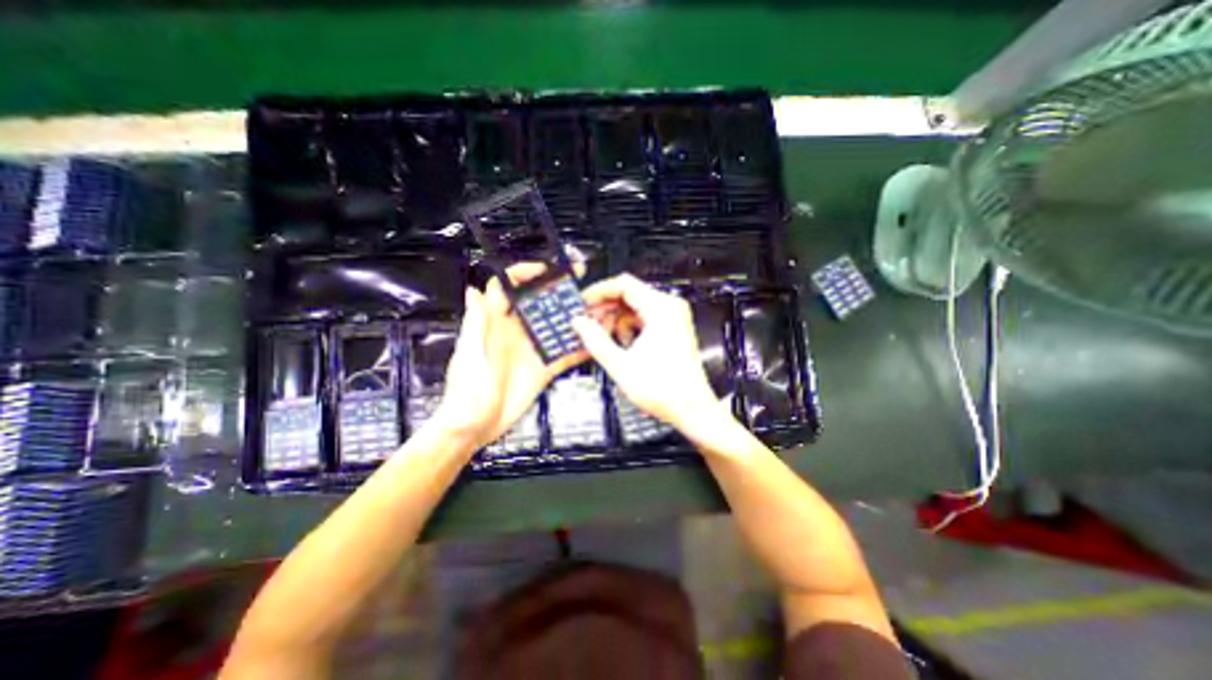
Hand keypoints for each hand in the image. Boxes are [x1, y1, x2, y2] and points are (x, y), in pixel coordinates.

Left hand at [434, 264, 590, 447]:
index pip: (508, 289)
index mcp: (495, 324)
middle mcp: (516, 332)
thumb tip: (473, 288)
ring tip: (596, 310)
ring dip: (574, 319)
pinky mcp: (543, 369)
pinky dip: (578, 349)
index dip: (525, 275)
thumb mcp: (469, 354)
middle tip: (581, 282)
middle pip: (539, 304)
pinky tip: (595, 343)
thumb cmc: (466, 391)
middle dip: (558, 291)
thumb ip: (475, 323)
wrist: (474, 428)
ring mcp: (532, 351)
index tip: (547, 270)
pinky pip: (564, 356)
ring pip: (556, 328)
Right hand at [575, 273, 721, 431]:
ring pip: (635, 307)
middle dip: (606, 308)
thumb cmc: (662, 389)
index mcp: (661, 309)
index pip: (624, 285)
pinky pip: (644, 318)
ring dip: (616, 319)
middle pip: (629, 295)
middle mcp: (669, 307)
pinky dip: (629, 327)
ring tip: (601, 337)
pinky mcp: (672, 328)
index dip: (599, 291)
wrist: (691, 408)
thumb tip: (578, 322)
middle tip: (586, 323)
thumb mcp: (620, 365)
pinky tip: (620, 344)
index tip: (582, 303)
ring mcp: (672, 317)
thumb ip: (595, 340)